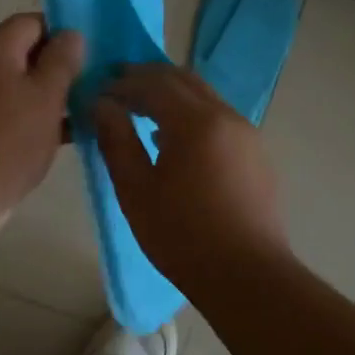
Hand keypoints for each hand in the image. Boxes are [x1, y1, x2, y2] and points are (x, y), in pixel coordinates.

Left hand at [0, 13, 84, 220]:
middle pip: (24, 52)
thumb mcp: (46, 96)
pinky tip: (60, 137)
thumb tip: (70, 34)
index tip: (91, 56)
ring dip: (47, 95)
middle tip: (92, 86)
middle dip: (58, 67)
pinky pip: (6, 109)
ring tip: (83, 113)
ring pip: (17, 84)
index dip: (64, 33)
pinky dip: (30, 116)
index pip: (33, 21)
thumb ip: (62, 61)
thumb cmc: (8, 140)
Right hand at [94, 64, 289, 286]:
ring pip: (204, 96)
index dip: (123, 83)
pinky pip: (218, 117)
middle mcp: (226, 116)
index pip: (153, 84)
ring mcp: (247, 134)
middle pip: (183, 80)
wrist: (247, 276)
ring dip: (171, 94)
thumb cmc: (182, 235)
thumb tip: (102, 105)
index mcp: (195, 122)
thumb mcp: (136, 190)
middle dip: (148, 78)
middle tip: (117, 85)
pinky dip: (191, 113)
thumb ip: (116, 140)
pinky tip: (173, 139)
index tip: (98, 91)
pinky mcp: (256, 154)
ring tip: (141, 110)